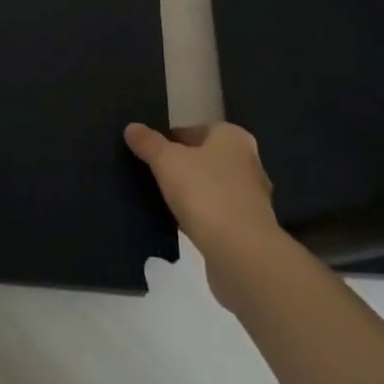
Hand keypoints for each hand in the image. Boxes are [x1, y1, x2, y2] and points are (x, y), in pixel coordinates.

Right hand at [125, 122, 280, 307]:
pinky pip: (217, 213)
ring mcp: (251, 197)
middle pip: (204, 158)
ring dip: (191, 193)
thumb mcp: (167, 161)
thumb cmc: (205, 194)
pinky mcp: (249, 229)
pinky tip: (181, 224)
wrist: (242, 255)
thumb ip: (148, 143)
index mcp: (232, 137)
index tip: (148, 154)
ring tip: (161, 200)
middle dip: (180, 166)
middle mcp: (247, 162)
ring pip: (211, 187)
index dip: (169, 140)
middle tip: (151, 176)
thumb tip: (131, 127)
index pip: (193, 130)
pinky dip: (201, 216)